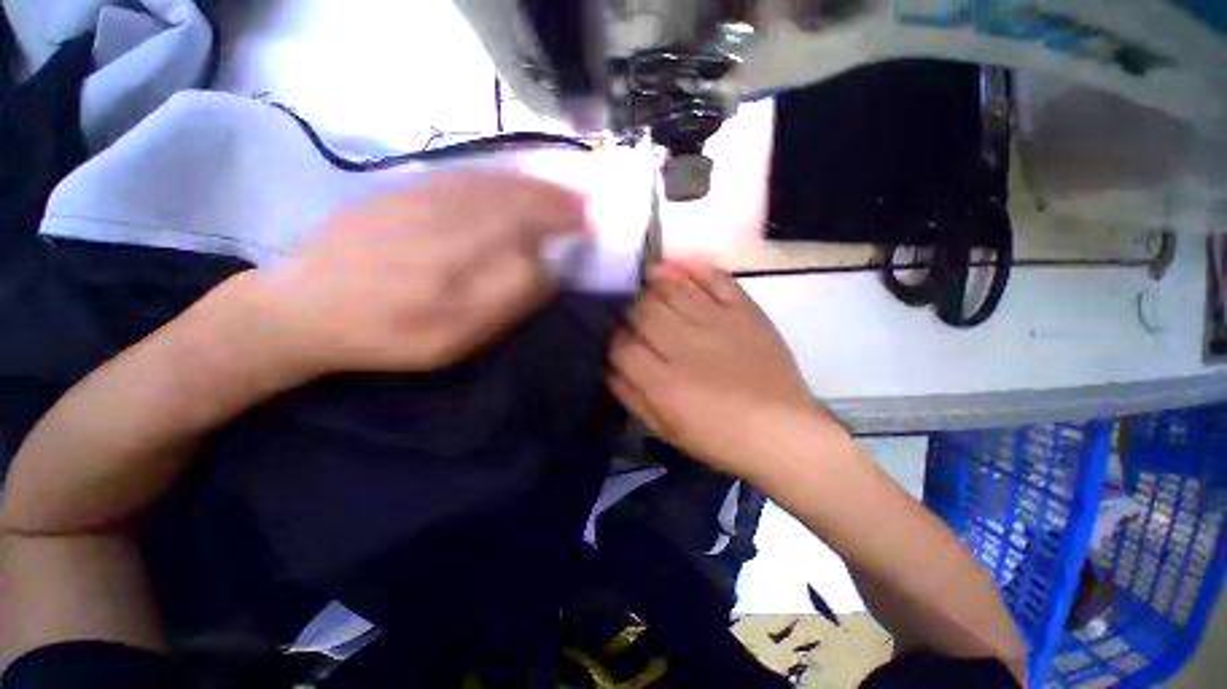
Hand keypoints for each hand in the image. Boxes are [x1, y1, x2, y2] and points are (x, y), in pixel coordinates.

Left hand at [237, 171, 584, 379]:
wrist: (303, 306)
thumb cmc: (385, 338)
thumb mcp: (449, 346)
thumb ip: (500, 311)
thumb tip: (541, 276)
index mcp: (455, 296)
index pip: (528, 270)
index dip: (557, 259)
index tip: (577, 253)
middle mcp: (445, 245)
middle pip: (518, 218)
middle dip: (561, 211)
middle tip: (589, 210)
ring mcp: (424, 211)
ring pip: (498, 193)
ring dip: (540, 190)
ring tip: (568, 193)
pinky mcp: (407, 191)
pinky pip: (468, 178)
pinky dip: (505, 177)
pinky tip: (522, 181)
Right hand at [608, 263, 822, 476]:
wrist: (782, 431)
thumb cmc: (718, 438)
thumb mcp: (664, 430)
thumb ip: (630, 397)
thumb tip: (607, 366)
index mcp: (662, 381)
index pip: (620, 345)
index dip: (609, 336)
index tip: (609, 335)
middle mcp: (684, 345)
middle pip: (640, 310)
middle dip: (625, 306)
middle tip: (624, 308)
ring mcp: (716, 322)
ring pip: (671, 289)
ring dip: (651, 280)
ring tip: (643, 278)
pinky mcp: (744, 311)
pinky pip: (715, 278)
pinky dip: (695, 268)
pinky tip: (679, 267)